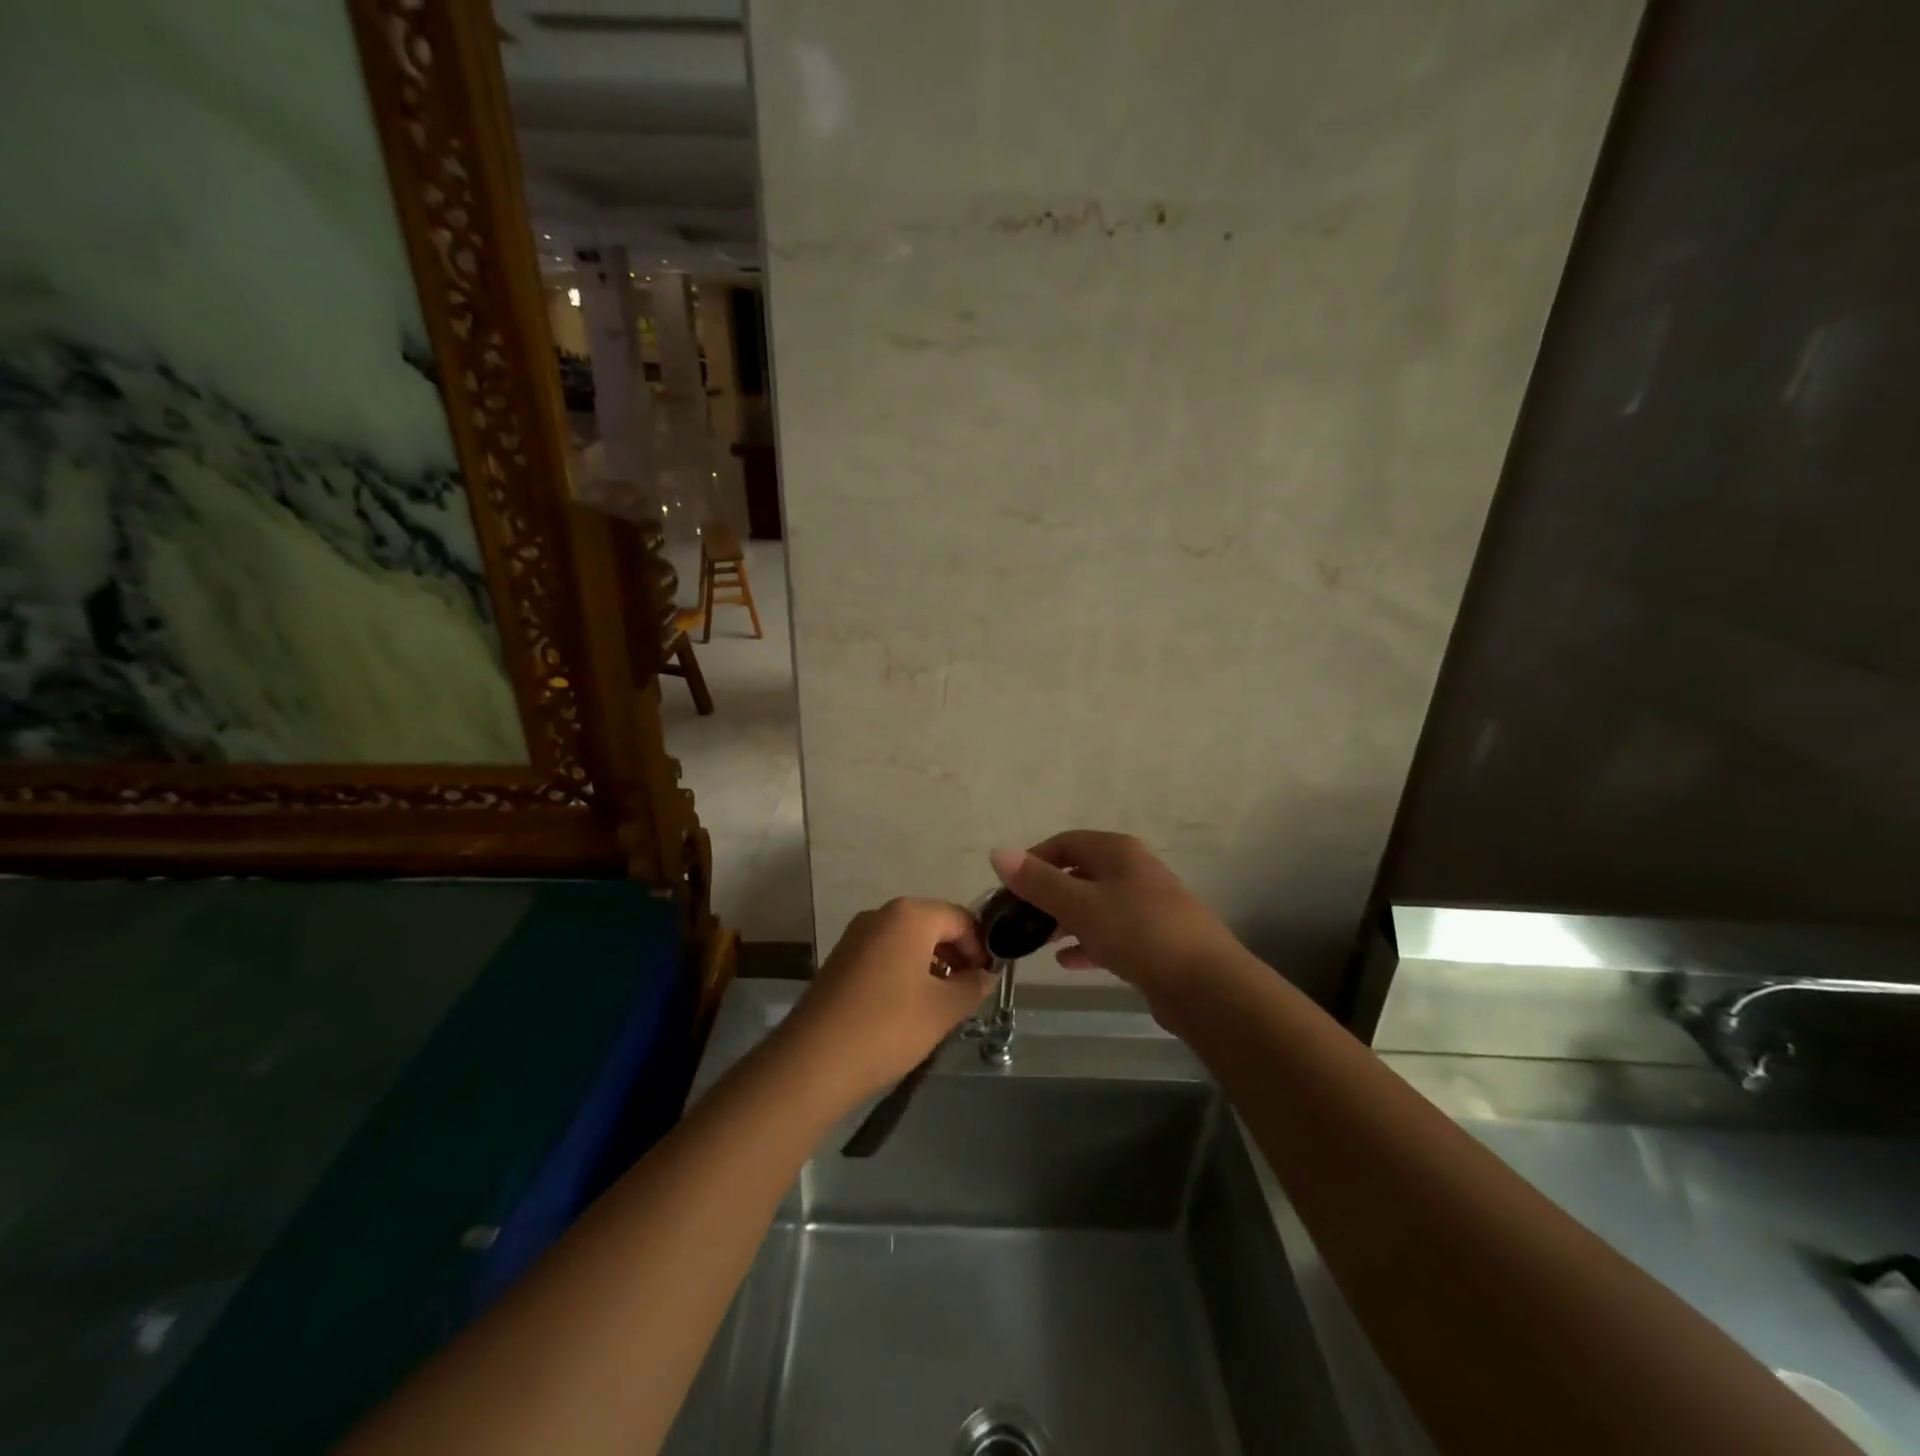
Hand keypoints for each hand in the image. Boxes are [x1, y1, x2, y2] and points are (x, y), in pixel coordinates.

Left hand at [780, 898, 993, 1105]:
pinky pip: (885, 954)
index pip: (960, 918)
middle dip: (956, 955)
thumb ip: (973, 986)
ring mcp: (856, 935)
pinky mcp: (841, 958)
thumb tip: (987, 975)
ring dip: (931, 965)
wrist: (813, 1061)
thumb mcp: (943, 1009)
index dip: (981, 947)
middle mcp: (881, 914)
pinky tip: (908, 1008)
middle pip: (933, 925)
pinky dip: (904, 972)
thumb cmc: (887, 1027)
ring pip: (908, 941)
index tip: (987, 980)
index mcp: (910, 915)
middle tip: (968, 993)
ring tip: (941, 1005)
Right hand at [989, 831, 1244, 1016]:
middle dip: (1047, 894)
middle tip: (1019, 919)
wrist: (1206, 985)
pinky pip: (1110, 933)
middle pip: (1079, 874)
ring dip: (1064, 920)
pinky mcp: (1153, 939)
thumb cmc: (1139, 933)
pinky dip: (1087, 942)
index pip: (1064, 843)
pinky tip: (1067, 962)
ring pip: (1094, 905)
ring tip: (1037, 942)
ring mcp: (1146, 906)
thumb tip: (997, 852)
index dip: (1033, 861)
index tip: (1008, 889)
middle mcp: (1133, 871)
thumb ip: (1038, 882)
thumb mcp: (1080, 905)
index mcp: (1117, 852)